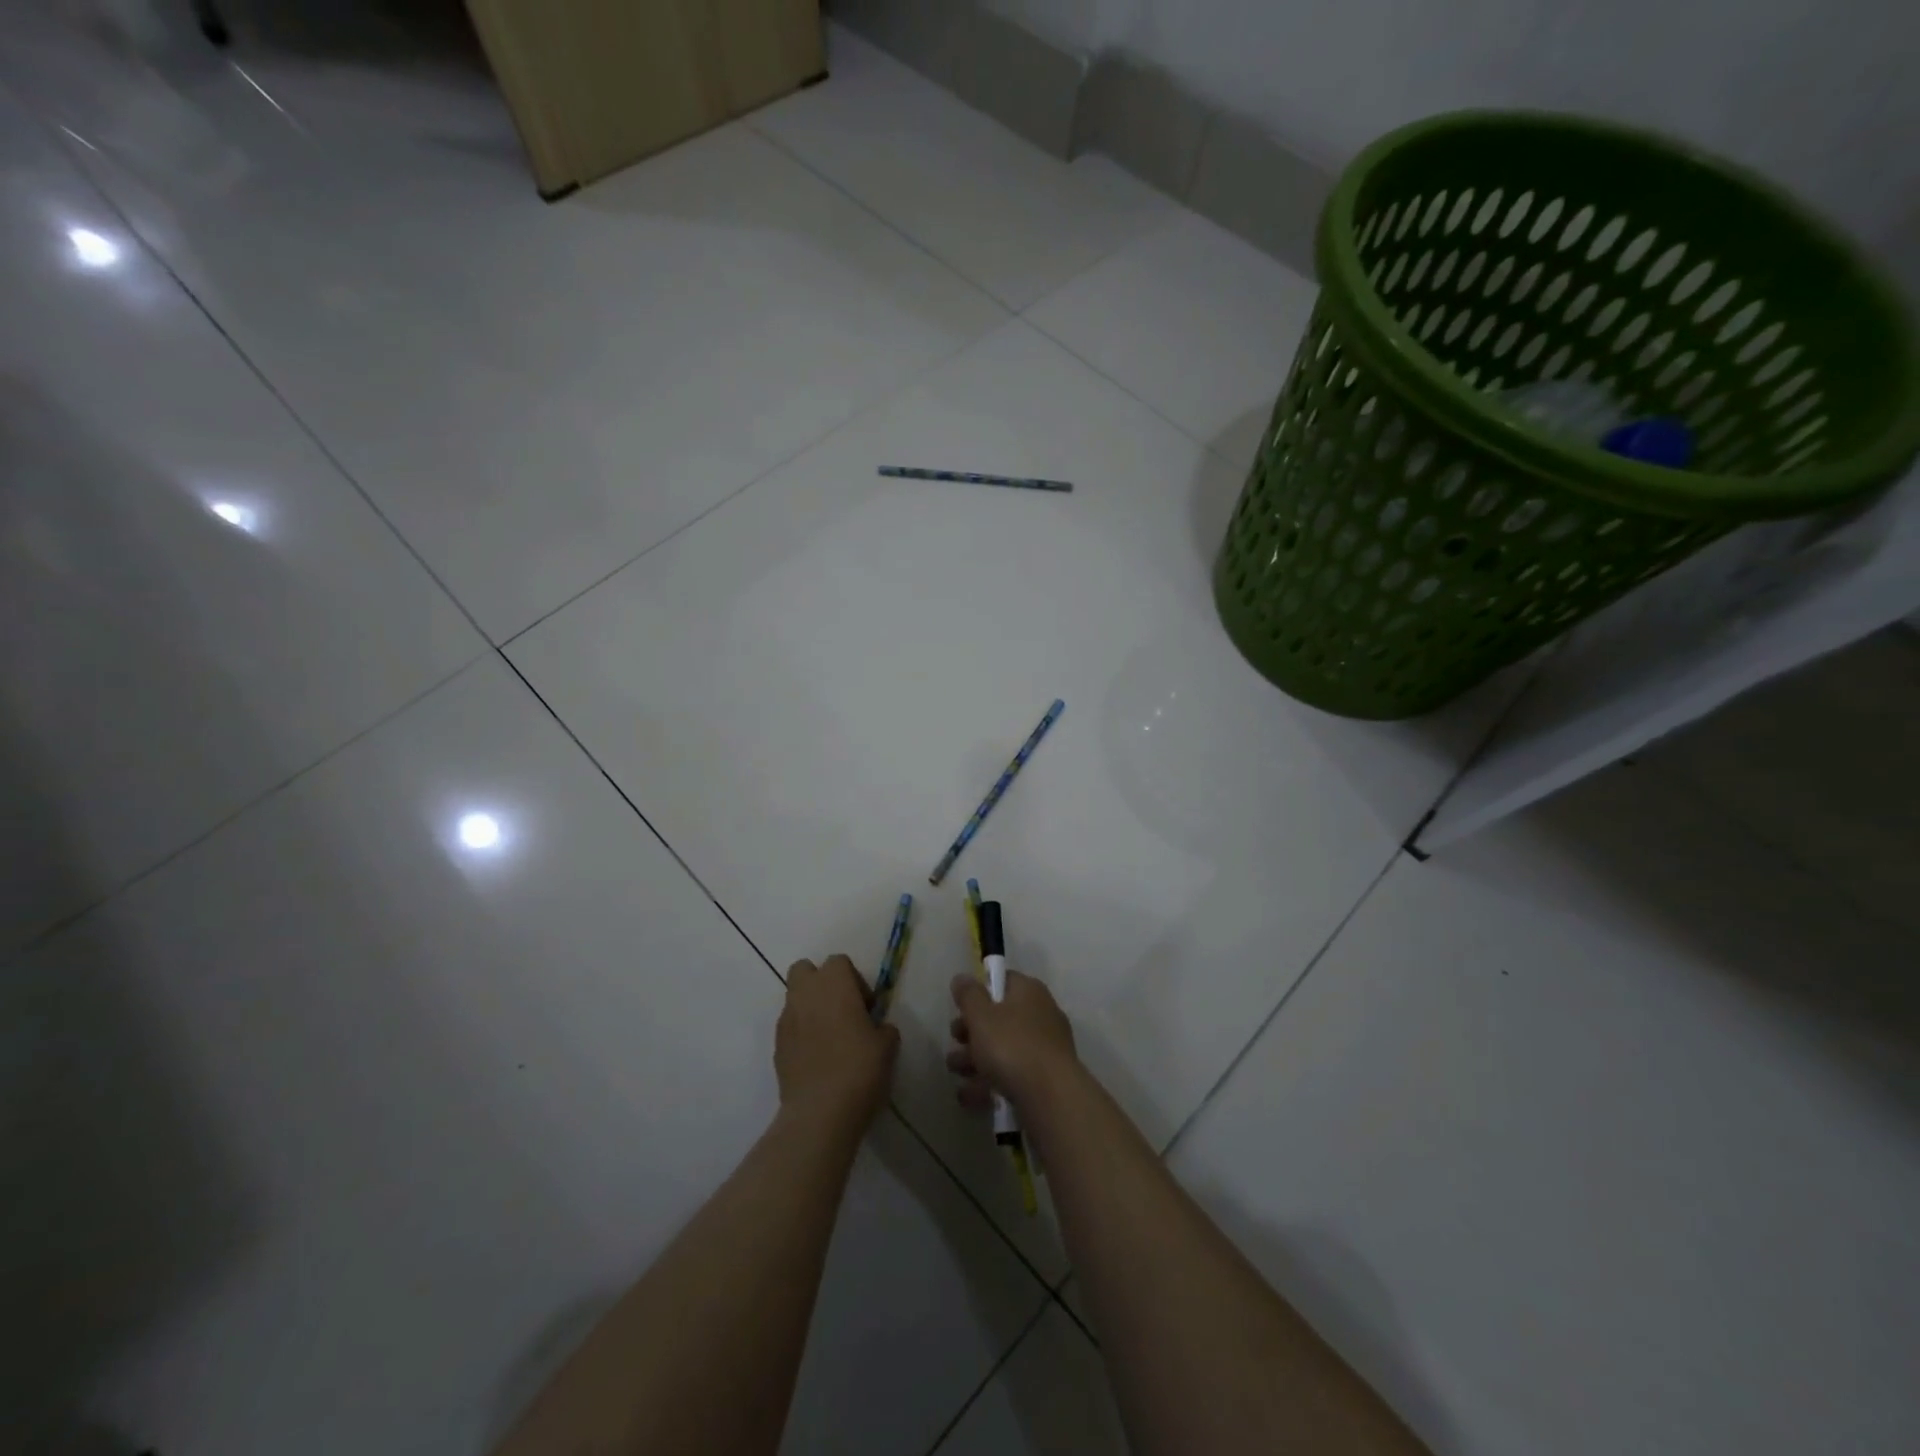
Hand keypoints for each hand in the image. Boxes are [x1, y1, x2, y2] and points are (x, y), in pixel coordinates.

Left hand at [777, 956, 899, 1134]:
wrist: (820, 1112)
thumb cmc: (859, 1069)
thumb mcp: (887, 1045)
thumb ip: (883, 1028)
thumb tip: (876, 1028)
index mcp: (834, 984)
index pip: (839, 962)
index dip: (854, 980)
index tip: (866, 1007)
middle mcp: (805, 994)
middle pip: (804, 970)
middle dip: (820, 983)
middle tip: (842, 1010)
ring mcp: (786, 1020)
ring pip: (794, 999)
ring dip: (810, 1009)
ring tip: (830, 1039)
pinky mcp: (776, 1047)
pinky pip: (789, 1028)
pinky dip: (801, 1034)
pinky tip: (817, 1059)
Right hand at [947, 970, 1077, 1114]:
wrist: (1051, 1097)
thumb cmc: (1012, 1046)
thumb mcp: (981, 1016)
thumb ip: (968, 995)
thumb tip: (961, 978)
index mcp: (1029, 992)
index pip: (1003, 981)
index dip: (979, 991)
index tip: (960, 1007)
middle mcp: (1041, 1014)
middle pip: (1000, 1017)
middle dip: (972, 1031)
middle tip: (953, 1041)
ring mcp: (1045, 1048)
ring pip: (1004, 1048)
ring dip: (975, 1059)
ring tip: (954, 1072)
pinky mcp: (1044, 1078)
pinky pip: (1012, 1074)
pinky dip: (989, 1082)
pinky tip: (968, 1096)